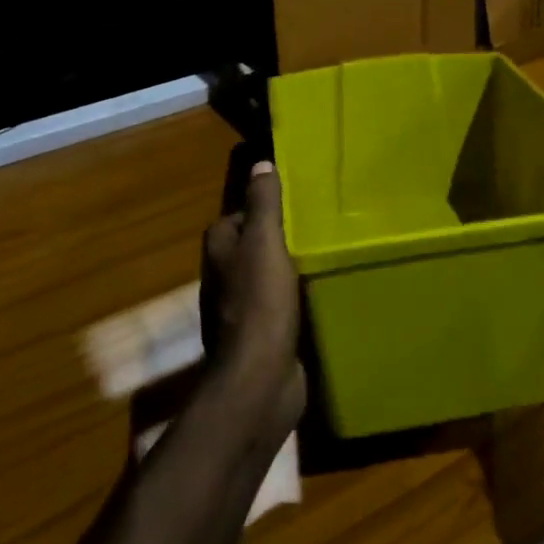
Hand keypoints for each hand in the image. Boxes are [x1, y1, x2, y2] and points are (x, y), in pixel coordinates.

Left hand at [201, 161, 306, 436]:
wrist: (261, 380)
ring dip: (288, 268)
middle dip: (279, 237)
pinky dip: (293, 297)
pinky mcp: (259, 336)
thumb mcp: (264, 242)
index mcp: (219, 249)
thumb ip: (263, 204)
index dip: (265, 206)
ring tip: (324, 255)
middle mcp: (222, 276)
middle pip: (252, 245)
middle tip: (318, 226)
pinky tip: (318, 294)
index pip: (239, 215)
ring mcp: (239, 309)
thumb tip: (260, 163)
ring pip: (266, 275)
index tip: (297, 200)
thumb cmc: (261, 303)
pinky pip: (278, 305)